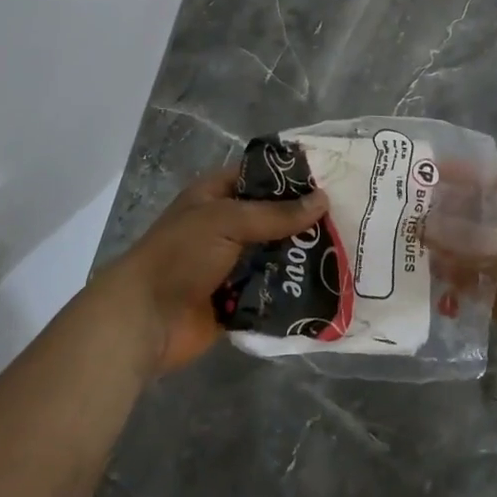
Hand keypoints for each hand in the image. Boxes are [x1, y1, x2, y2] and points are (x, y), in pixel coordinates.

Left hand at [101, 168, 327, 374]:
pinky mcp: (239, 299)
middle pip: (273, 218)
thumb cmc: (181, 256)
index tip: (332, 180)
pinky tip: (329, 285)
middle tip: (350, 220)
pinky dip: (293, 289)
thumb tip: (323, 200)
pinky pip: (273, 290)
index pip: (259, 177)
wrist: (146, 320)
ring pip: (277, 255)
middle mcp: (226, 227)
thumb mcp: (227, 221)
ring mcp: (232, 265)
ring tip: (348, 253)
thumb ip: (275, 213)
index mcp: (215, 197)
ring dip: (303, 257)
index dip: (292, 177)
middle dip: (306, 221)